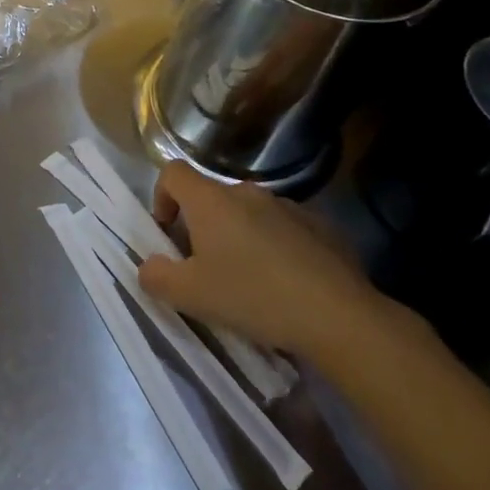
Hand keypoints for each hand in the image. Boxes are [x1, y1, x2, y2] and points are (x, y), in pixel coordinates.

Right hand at [137, 162, 390, 359]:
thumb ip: (156, 276)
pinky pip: (285, 230)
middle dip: (202, 226)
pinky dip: (276, 248)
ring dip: (240, 237)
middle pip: (212, 197)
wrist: (340, 317)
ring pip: (249, 214)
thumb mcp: (190, 295)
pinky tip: (287, 285)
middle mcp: (247, 192)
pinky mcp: (322, 227)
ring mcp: (289, 207)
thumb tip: (149, 266)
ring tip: (250, 280)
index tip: (168, 233)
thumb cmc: (253, 296)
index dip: (161, 197)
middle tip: (206, 267)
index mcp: (211, 200)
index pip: (172, 173)